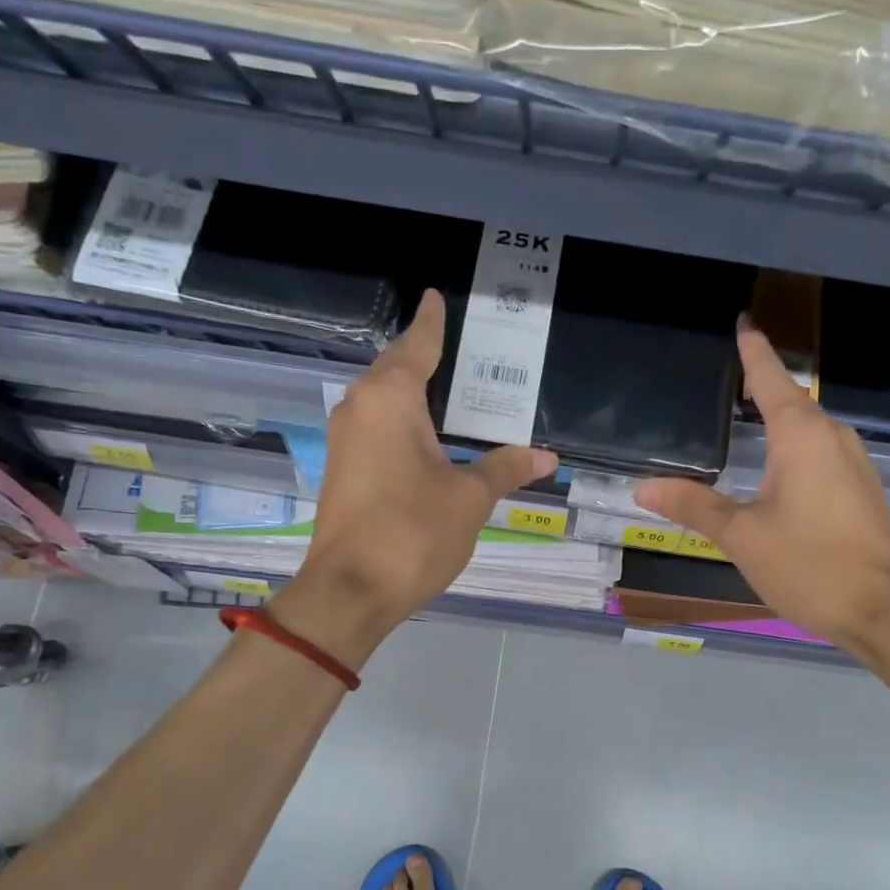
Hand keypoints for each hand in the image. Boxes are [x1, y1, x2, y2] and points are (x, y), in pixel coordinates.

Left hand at [288, 290, 557, 651]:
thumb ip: (505, 468)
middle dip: (427, 357)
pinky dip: (406, 422)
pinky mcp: (345, 469)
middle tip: (468, 350)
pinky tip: (432, 436)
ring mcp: (346, 440)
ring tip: (457, 391)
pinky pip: (379, 428)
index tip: (435, 297)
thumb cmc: (412, 531)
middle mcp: (360, 409)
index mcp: (389, 399)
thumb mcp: (469, 497)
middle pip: (396, 370)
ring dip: (416, 393)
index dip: (432, 323)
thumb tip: (545, 457)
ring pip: (385, 401)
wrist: (350, 591)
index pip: (417, 346)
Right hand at [633, 320, 889, 650]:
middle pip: (790, 401)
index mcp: (802, 437)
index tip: (743, 321)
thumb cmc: (811, 566)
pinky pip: (819, 453)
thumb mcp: (742, 536)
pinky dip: (792, 448)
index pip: (771, 379)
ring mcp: (853, 464)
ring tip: (742, 419)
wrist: (887, 612)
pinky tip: (774, 468)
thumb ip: (694, 506)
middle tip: (723, 380)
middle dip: (760, 386)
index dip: (753, 350)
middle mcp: (833, 438)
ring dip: (777, 420)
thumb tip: (644, 487)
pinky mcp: (861, 490)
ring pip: (807, 430)